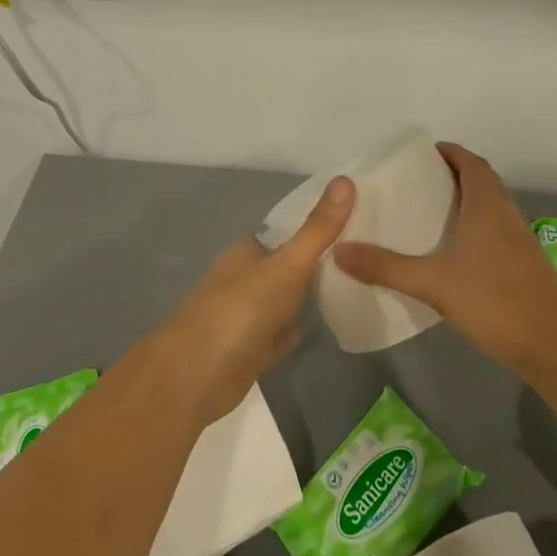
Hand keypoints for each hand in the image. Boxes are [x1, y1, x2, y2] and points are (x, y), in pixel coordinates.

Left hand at [149, 176, 355, 426]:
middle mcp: (243, 279)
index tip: (354, 226)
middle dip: (315, 265)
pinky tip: (316, 328)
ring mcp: (244, 317)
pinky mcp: (247, 352)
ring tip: (350, 289)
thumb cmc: (240, 310)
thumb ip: (318, 229)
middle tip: (361, 259)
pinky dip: (292, 331)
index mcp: (247, 252)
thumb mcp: (287, 265)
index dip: (316, 229)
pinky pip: (277, 336)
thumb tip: (345, 178)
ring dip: (305, 299)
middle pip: (285, 267)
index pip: (287, 233)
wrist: (195, 377)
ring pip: (282, 302)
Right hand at [334, 142, 556, 377]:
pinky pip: (493, 230)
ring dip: (464, 201)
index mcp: (487, 205)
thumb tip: (339, 250)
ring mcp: (518, 239)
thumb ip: (386, 267)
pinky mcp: (522, 263)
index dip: (449, 152)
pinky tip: (451, 251)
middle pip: (481, 180)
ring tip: (428, 212)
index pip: (471, 162)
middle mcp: (505, 214)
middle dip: (452, 174)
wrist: (551, 344)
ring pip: (489, 206)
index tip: (422, 154)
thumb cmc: (494, 300)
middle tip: (417, 183)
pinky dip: (472, 227)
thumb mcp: (433, 283)